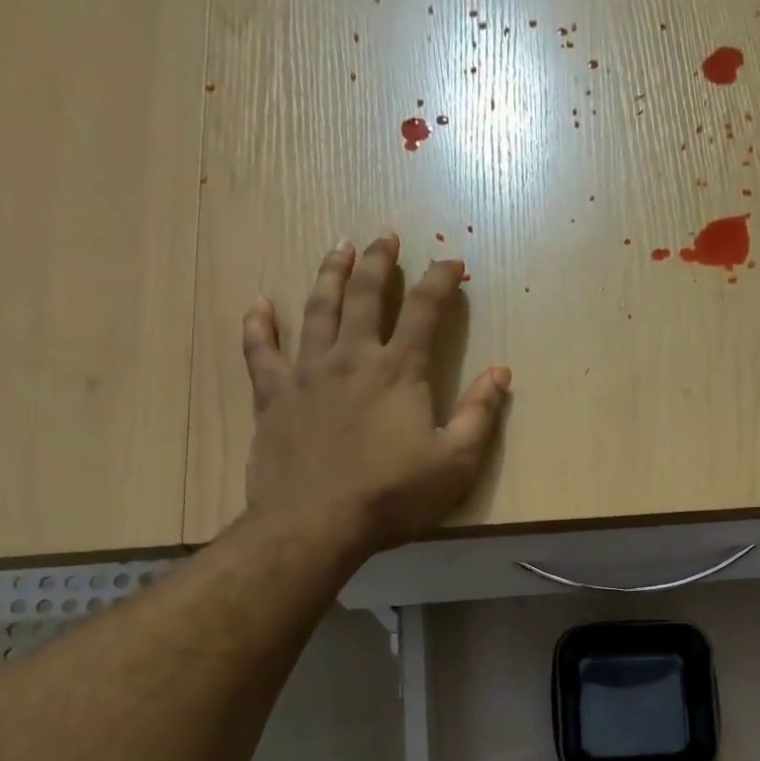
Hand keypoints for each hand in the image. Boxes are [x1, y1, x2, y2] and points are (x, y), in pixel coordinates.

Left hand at [242, 231, 511, 556]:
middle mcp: (353, 358)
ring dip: (330, 275)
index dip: (441, 281)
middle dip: (380, 262)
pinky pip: (262, 351)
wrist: (317, 523)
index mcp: (401, 371)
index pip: (426, 311)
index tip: (453, 262)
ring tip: (339, 248)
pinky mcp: (274, 397)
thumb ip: (480, 415)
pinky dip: (259, 325)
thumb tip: (500, 373)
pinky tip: (259, 304)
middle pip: (367, 296)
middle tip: (385, 237)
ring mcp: (308, 373)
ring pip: (318, 310)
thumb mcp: (456, 463)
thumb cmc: (393, 496)